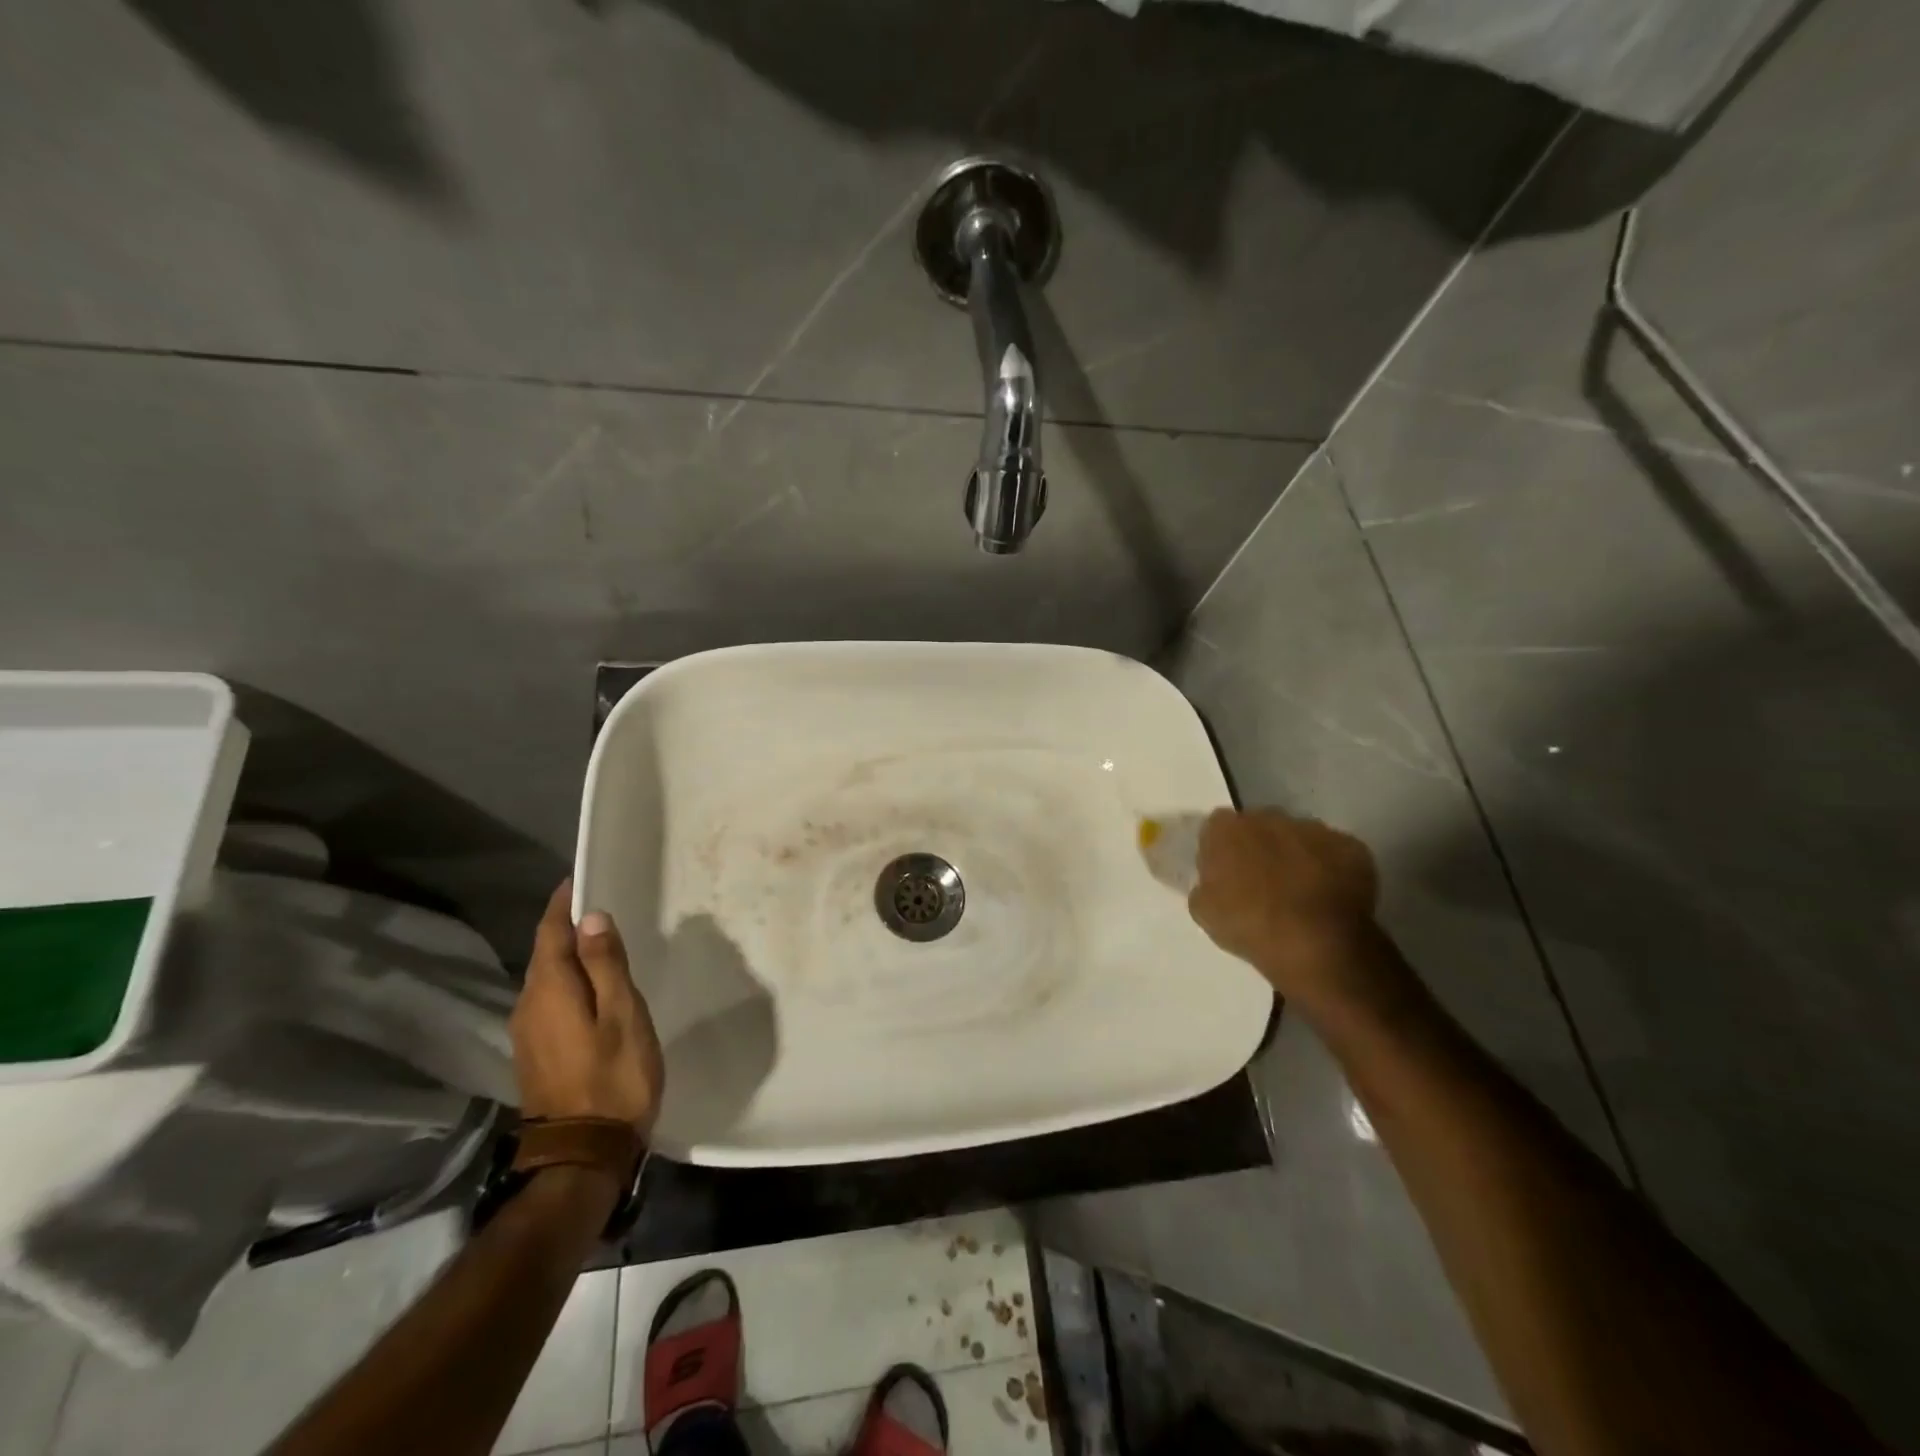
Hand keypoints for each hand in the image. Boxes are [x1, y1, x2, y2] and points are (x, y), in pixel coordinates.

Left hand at [511, 882, 664, 1137]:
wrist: (584, 1154)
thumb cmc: (614, 1076)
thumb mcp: (622, 1014)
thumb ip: (606, 964)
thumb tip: (592, 918)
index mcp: (550, 990)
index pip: (550, 932)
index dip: (563, 904)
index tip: (580, 878)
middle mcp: (528, 1005)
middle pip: (545, 953)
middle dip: (567, 926)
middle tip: (601, 906)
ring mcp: (528, 1032)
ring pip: (546, 978)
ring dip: (569, 955)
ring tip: (601, 942)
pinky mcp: (536, 1052)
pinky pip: (549, 1000)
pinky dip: (568, 982)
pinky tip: (592, 987)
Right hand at [1188, 808, 1384, 1006]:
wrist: (1315, 944)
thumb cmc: (1249, 926)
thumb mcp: (1204, 911)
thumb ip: (1205, 884)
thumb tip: (1214, 880)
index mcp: (1227, 829)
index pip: (1217, 828)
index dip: (1222, 850)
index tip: (1226, 873)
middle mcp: (1269, 817)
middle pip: (1260, 826)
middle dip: (1261, 847)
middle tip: (1264, 883)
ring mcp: (1313, 828)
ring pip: (1300, 837)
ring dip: (1297, 856)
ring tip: (1301, 893)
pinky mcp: (1351, 846)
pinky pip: (1336, 853)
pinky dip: (1332, 869)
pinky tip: (1330, 898)